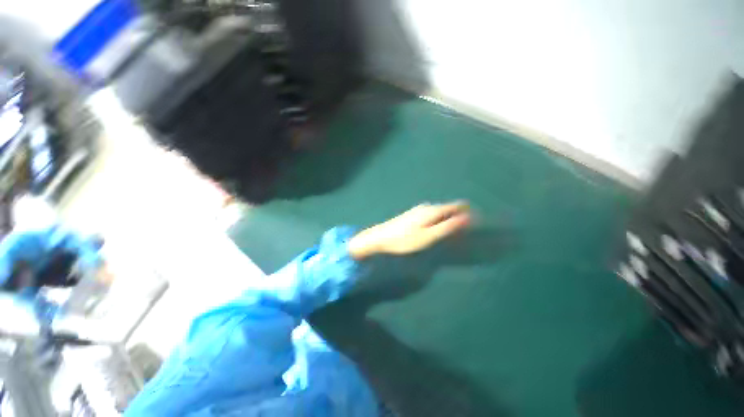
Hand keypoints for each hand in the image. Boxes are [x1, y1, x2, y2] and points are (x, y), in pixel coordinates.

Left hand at [348, 202, 470, 259]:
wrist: (380, 237)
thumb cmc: (404, 239)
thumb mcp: (428, 236)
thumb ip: (448, 227)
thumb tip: (468, 218)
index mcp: (432, 211)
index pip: (457, 206)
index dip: (469, 212)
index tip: (479, 220)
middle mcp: (427, 207)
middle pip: (448, 208)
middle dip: (460, 216)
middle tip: (468, 229)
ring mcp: (418, 210)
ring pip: (439, 212)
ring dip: (449, 219)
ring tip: (455, 231)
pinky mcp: (412, 215)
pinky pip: (431, 215)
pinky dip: (439, 220)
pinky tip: (436, 228)